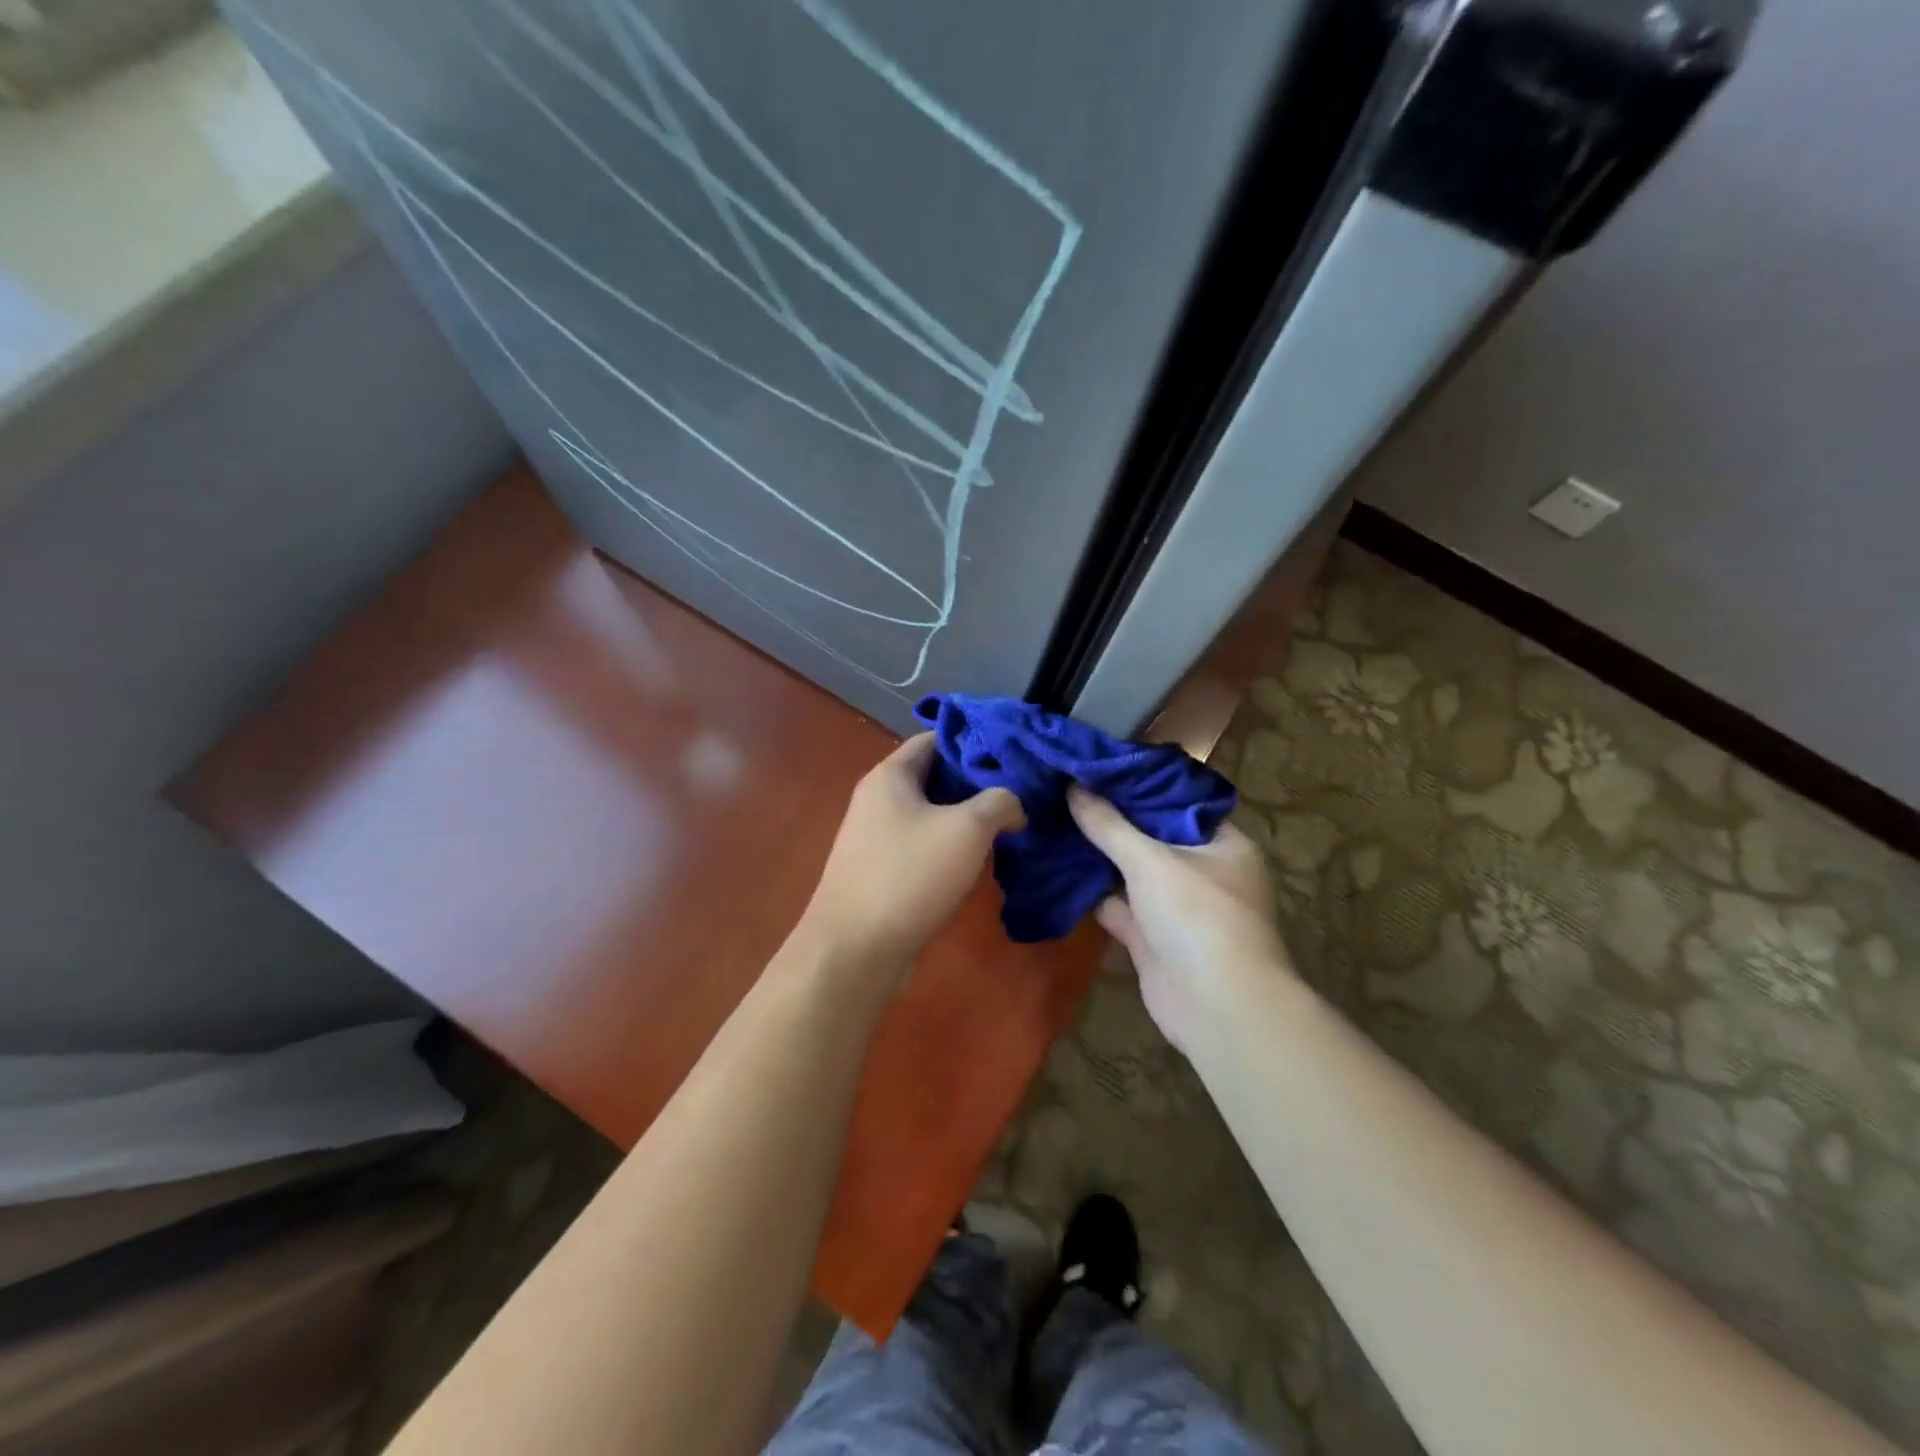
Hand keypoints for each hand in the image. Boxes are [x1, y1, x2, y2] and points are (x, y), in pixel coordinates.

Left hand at [799, 734, 1024, 982]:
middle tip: (1018, 790)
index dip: (974, 741)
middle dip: (975, 782)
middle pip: (933, 775)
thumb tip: (1014, 805)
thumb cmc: (910, 875)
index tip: (1011, 753)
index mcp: (890, 775)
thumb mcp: (968, 829)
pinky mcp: (880, 869)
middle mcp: (877, 798)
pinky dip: (948, 844)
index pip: (935, 738)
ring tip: (1007, 824)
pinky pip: (920, 843)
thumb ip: (1000, 802)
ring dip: (965, 817)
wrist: (856, 949)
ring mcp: (875, 835)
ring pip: (929, 812)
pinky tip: (977, 859)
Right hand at [1068, 788, 1292, 1053]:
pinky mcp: (1153, 939)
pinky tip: (1056, 870)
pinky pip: (1119, 907)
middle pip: (1150, 837)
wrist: (1218, 1009)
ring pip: (1131, 873)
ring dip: (1098, 856)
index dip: (1137, 784)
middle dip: (1110, 820)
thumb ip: (1109, 825)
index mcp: (1221, 843)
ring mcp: (1177, 908)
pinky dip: (1093, 894)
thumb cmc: (1197, 917)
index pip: (1176, 802)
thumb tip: (1073, 786)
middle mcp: (1203, 871)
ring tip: (1053, 821)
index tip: (1096, 766)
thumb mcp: (1151, 860)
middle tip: (1065, 790)